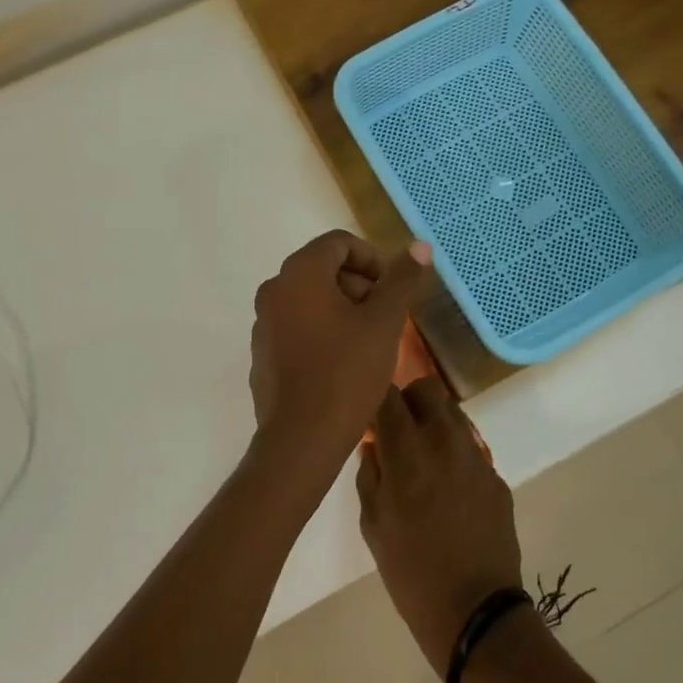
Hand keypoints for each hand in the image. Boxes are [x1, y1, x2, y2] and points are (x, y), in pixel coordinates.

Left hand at [248, 230, 430, 472]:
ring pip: (310, 300)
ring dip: (343, 310)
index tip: (393, 290)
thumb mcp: (384, 322)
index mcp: (300, 273)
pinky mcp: (262, 353)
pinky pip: (297, 327)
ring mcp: (263, 323)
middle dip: (360, 286)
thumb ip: (401, 280)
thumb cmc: (346, 373)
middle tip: (386, 319)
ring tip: (369, 344)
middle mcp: (274, 290)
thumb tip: (420, 246)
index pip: (339, 243)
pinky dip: (322, 332)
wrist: (301, 440)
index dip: (373, 259)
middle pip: (323, 269)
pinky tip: (343, 365)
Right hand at [358, 379, 522, 671]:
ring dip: (433, 422)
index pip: (387, 395)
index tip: (368, 414)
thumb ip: (370, 474)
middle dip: (408, 400)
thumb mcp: (373, 525)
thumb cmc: (411, 573)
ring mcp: (476, 456)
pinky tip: (448, 489)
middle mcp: (444, 441)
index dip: (375, 398)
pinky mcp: (496, 475)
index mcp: (407, 452)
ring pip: (452, 412)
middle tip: (397, 430)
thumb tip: (374, 444)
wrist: (477, 611)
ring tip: (423, 457)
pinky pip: (469, 447)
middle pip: (427, 388)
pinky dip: (453, 453)